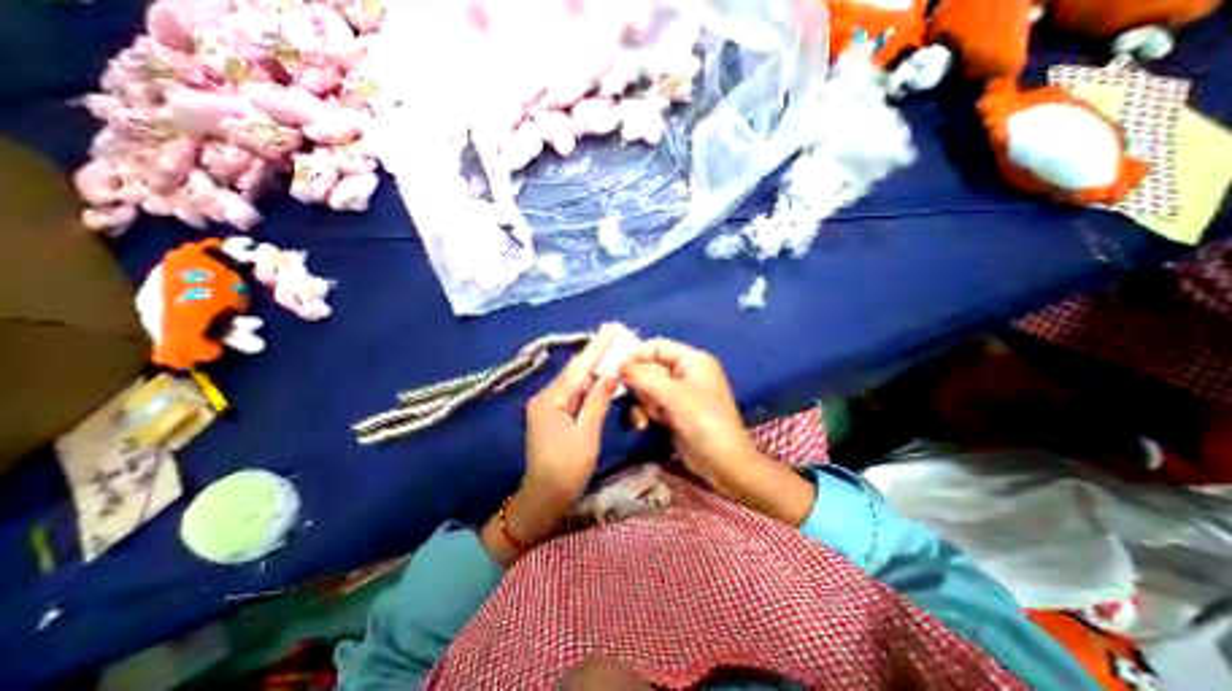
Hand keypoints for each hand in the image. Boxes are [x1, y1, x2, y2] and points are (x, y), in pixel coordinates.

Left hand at [522, 325, 620, 500]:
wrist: (543, 498)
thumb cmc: (567, 469)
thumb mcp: (587, 434)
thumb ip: (598, 401)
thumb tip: (610, 374)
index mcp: (551, 400)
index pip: (578, 367)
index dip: (597, 347)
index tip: (611, 329)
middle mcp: (546, 397)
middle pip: (575, 370)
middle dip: (596, 352)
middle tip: (614, 334)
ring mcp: (548, 405)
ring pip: (575, 380)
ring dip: (593, 366)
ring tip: (611, 347)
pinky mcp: (554, 414)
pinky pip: (574, 392)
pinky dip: (589, 383)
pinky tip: (600, 374)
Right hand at [622, 337, 815, 524]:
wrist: (721, 462)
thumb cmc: (702, 420)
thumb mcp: (671, 394)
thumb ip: (643, 376)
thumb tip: (620, 365)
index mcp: (692, 360)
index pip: (658, 347)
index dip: (637, 355)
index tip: (619, 370)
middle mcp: (686, 373)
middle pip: (650, 368)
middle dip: (641, 385)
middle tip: (639, 398)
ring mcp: (680, 394)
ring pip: (648, 388)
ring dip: (643, 402)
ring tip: (648, 416)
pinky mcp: (674, 411)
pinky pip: (651, 404)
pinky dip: (646, 413)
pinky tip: (645, 425)